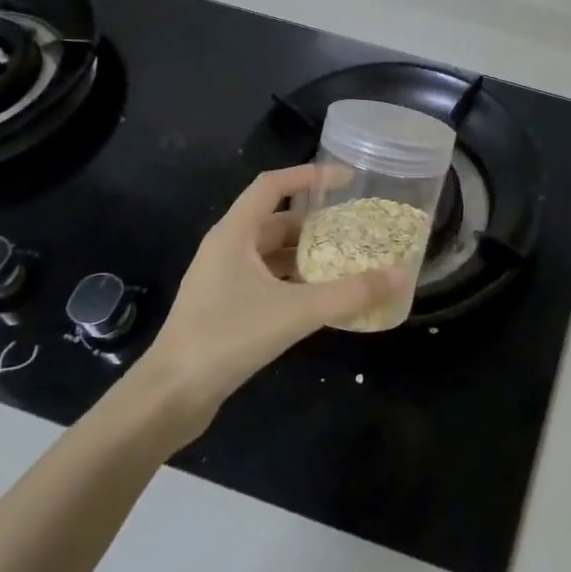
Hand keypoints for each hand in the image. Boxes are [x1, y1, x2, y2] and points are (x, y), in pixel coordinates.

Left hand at [130, 164, 408, 421]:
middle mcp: (227, 249)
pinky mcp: (226, 308)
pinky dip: (295, 282)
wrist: (171, 395)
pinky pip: (268, 281)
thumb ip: (349, 294)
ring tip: (347, 262)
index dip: (309, 176)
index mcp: (234, 234)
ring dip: (307, 255)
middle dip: (316, 223)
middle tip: (355, 230)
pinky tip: (322, 299)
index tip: (347, 180)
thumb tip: (400, 276)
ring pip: (272, 254)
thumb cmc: (226, 338)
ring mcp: (224, 280)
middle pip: (276, 221)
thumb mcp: (295, 312)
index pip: (272, 186)